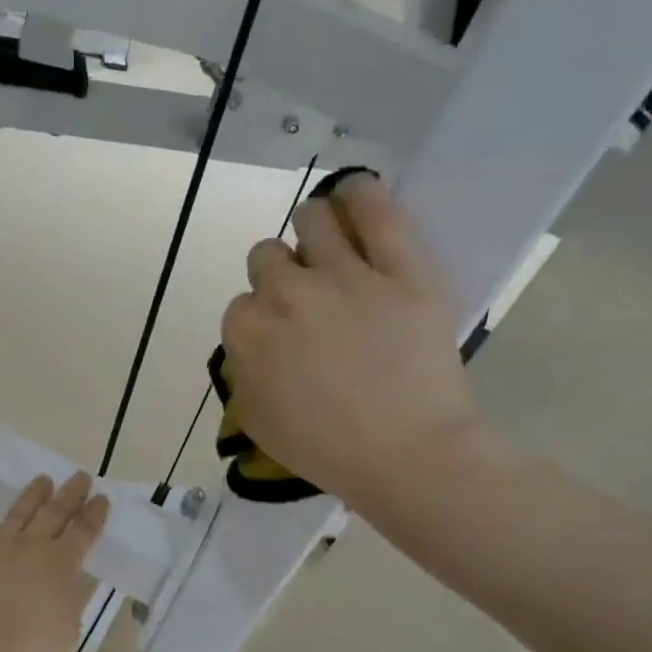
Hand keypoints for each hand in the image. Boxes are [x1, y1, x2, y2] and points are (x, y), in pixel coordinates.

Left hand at [0, 473, 107, 651]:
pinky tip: (2, 534)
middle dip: (71, 493)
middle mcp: (31, 547)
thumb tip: (62, 593)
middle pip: (55, 512)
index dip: (94, 514)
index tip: (101, 497)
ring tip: (43, 480)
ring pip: (20, 514)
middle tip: (80, 476)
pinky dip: (2, 532)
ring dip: (34, 495)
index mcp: (61, 563)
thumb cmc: (30, 646)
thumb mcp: (65, 631)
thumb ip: (66, 605)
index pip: (83, 531)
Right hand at [220, 174, 492, 505]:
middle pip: (267, 255)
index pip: (240, 304)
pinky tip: (355, 195)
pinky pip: (376, 210)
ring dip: (313, 232)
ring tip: (331, 249)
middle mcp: (286, 293)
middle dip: (281, 275)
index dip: (261, 319)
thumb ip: (243, 374)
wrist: (411, 456)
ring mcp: (344, 276)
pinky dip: (360, 195)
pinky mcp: (400, 269)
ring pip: (311, 219)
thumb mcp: (259, 423)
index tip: (282, 338)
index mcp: (249, 333)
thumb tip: (251, 345)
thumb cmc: (329, 451)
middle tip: (308, 302)